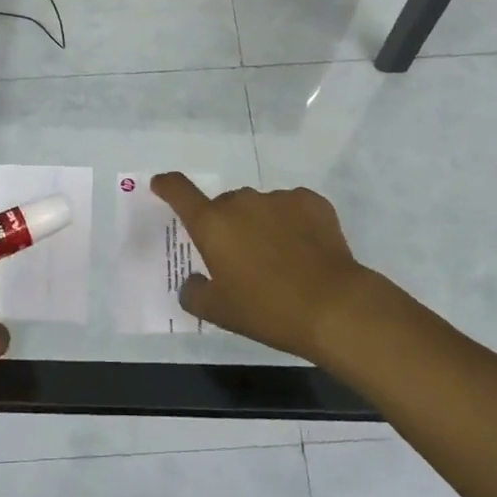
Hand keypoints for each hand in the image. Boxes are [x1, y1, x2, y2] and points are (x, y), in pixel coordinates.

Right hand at [152, 173, 370, 362]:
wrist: (334, 306)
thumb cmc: (268, 310)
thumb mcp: (220, 312)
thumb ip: (195, 293)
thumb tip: (192, 282)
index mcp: (212, 224)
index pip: (180, 191)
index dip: (167, 185)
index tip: (161, 184)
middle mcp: (242, 202)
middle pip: (224, 206)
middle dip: (226, 227)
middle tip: (240, 260)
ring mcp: (278, 198)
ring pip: (259, 207)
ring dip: (260, 225)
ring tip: (279, 260)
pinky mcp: (311, 201)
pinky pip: (292, 208)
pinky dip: (292, 223)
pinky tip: (305, 251)